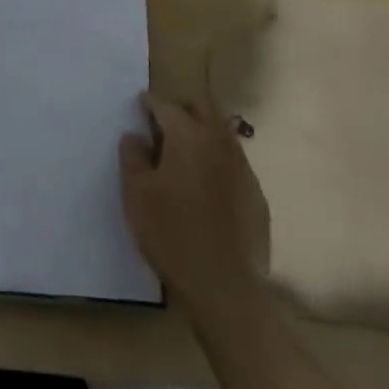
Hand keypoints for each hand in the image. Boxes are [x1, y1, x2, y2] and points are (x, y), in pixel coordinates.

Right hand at [118, 93, 270, 305]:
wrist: (224, 286)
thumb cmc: (171, 232)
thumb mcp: (136, 193)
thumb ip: (132, 156)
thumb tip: (135, 136)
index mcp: (189, 136)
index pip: (166, 105)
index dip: (150, 103)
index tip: (140, 106)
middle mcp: (219, 143)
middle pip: (202, 107)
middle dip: (182, 107)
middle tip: (163, 122)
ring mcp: (243, 168)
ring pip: (221, 133)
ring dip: (202, 132)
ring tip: (182, 153)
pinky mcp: (256, 194)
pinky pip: (233, 162)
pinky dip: (216, 160)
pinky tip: (204, 185)